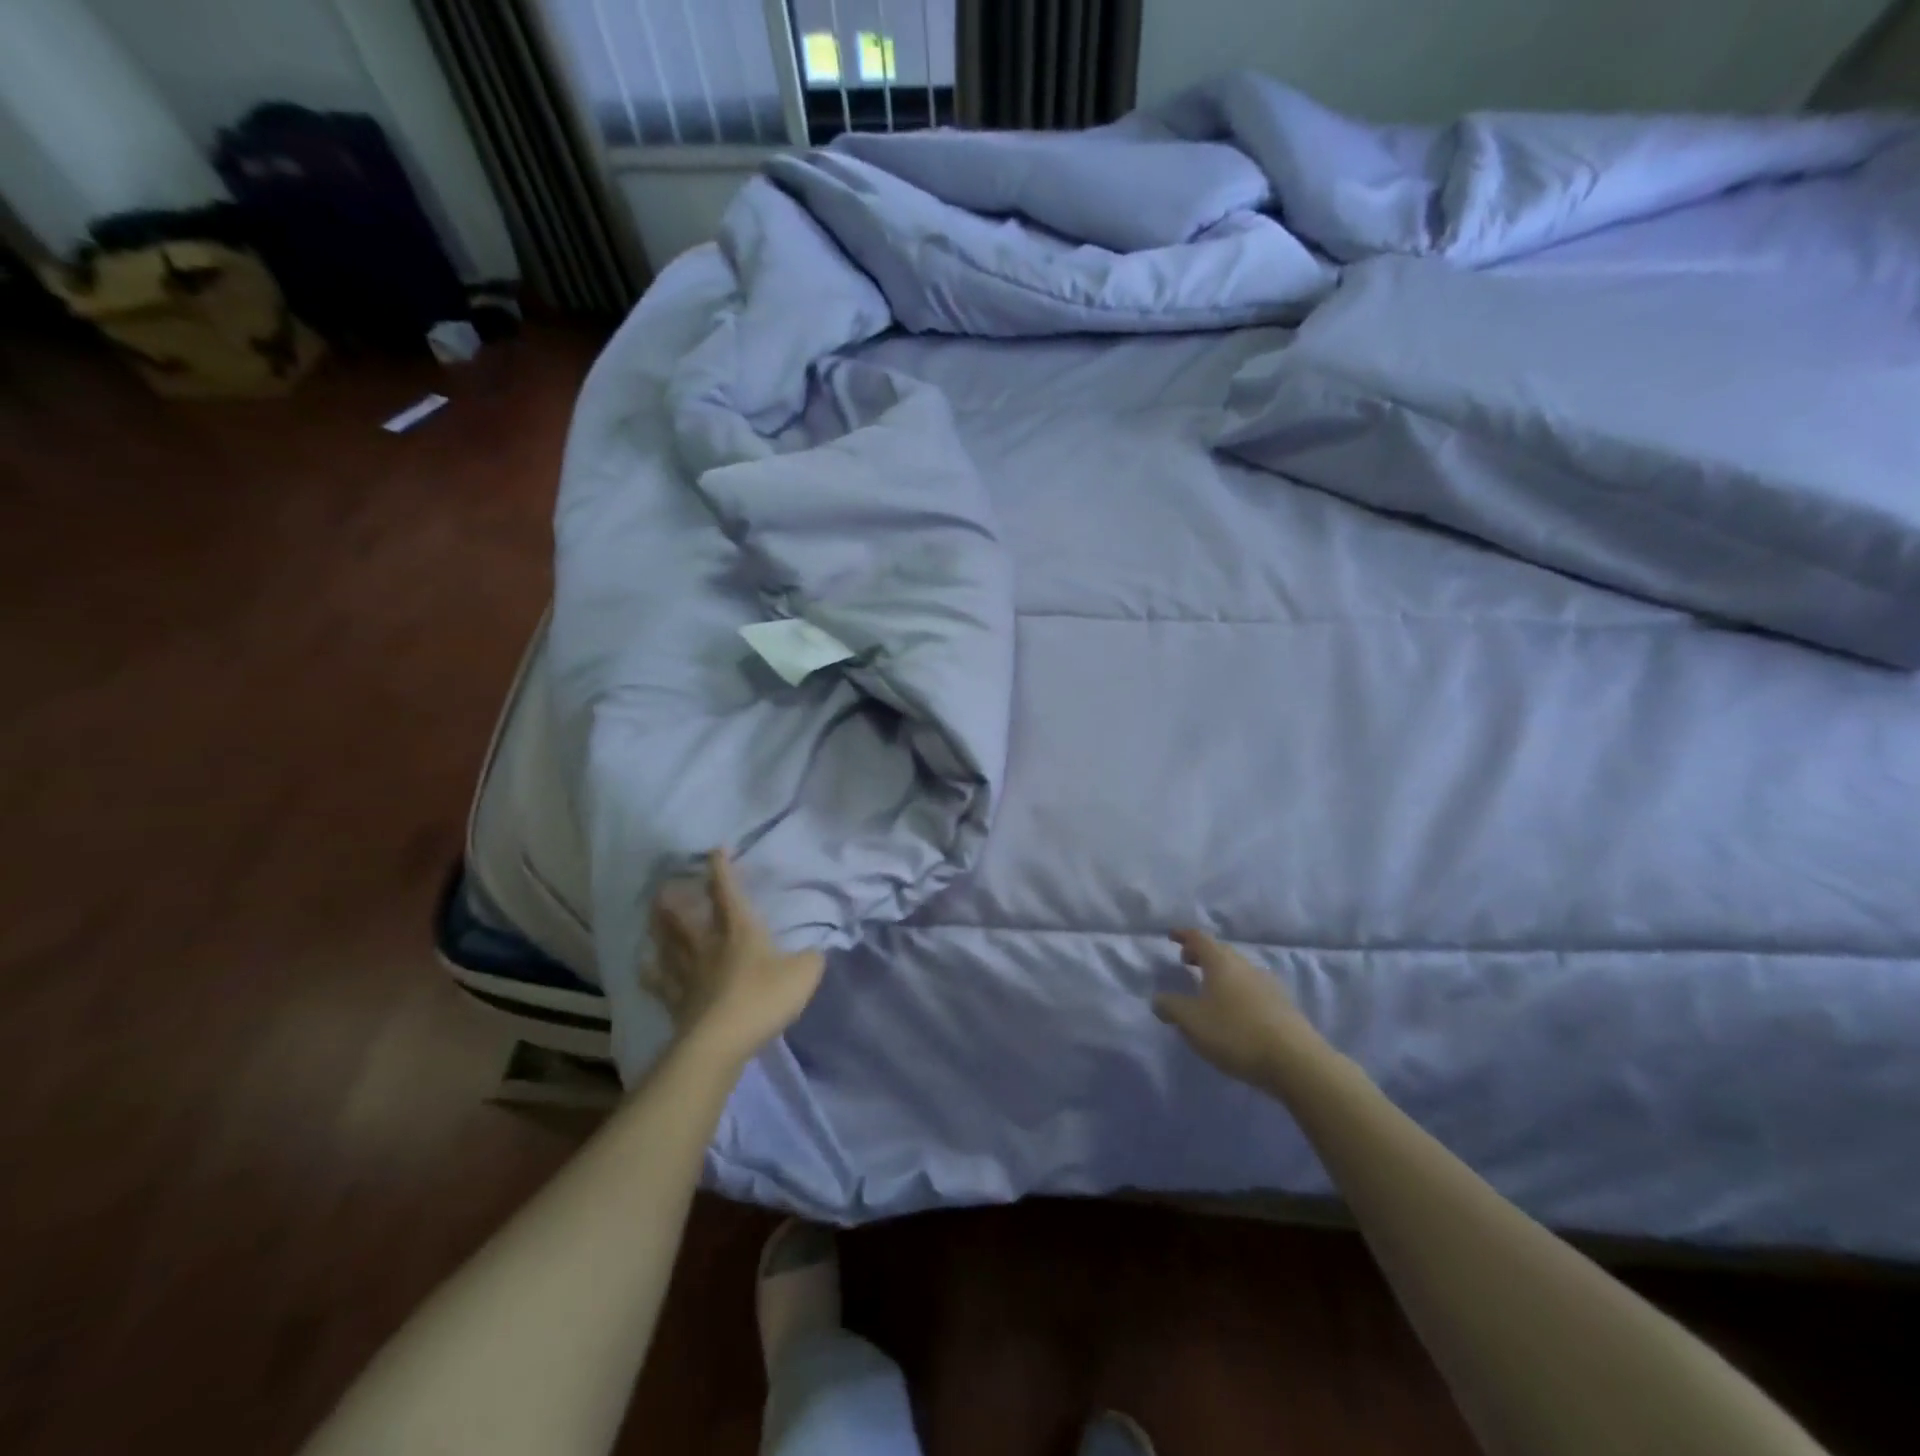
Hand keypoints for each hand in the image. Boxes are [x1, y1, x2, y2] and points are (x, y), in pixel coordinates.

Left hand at [644, 850, 826, 1067]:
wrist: (722, 1041)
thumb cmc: (764, 998)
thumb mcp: (804, 974)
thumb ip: (810, 959)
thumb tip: (813, 952)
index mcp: (740, 930)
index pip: (728, 892)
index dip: (722, 870)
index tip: (715, 850)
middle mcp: (709, 946)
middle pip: (686, 918)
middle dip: (676, 900)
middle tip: (664, 887)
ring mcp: (689, 975)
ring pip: (669, 945)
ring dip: (659, 929)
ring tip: (650, 915)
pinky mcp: (677, 1003)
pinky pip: (660, 983)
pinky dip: (650, 973)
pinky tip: (642, 966)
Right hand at [1154, 931, 1313, 1087]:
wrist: (1296, 1061)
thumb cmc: (1235, 1033)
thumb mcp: (1192, 1022)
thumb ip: (1171, 1007)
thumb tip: (1159, 999)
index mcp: (1221, 962)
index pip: (1199, 938)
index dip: (1183, 935)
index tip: (1171, 936)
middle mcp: (1245, 966)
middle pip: (1220, 951)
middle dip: (1201, 953)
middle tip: (1186, 961)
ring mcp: (1267, 984)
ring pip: (1238, 970)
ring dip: (1220, 973)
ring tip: (1208, 988)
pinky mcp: (1282, 1005)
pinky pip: (1251, 987)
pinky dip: (1236, 990)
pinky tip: (1233, 1010)